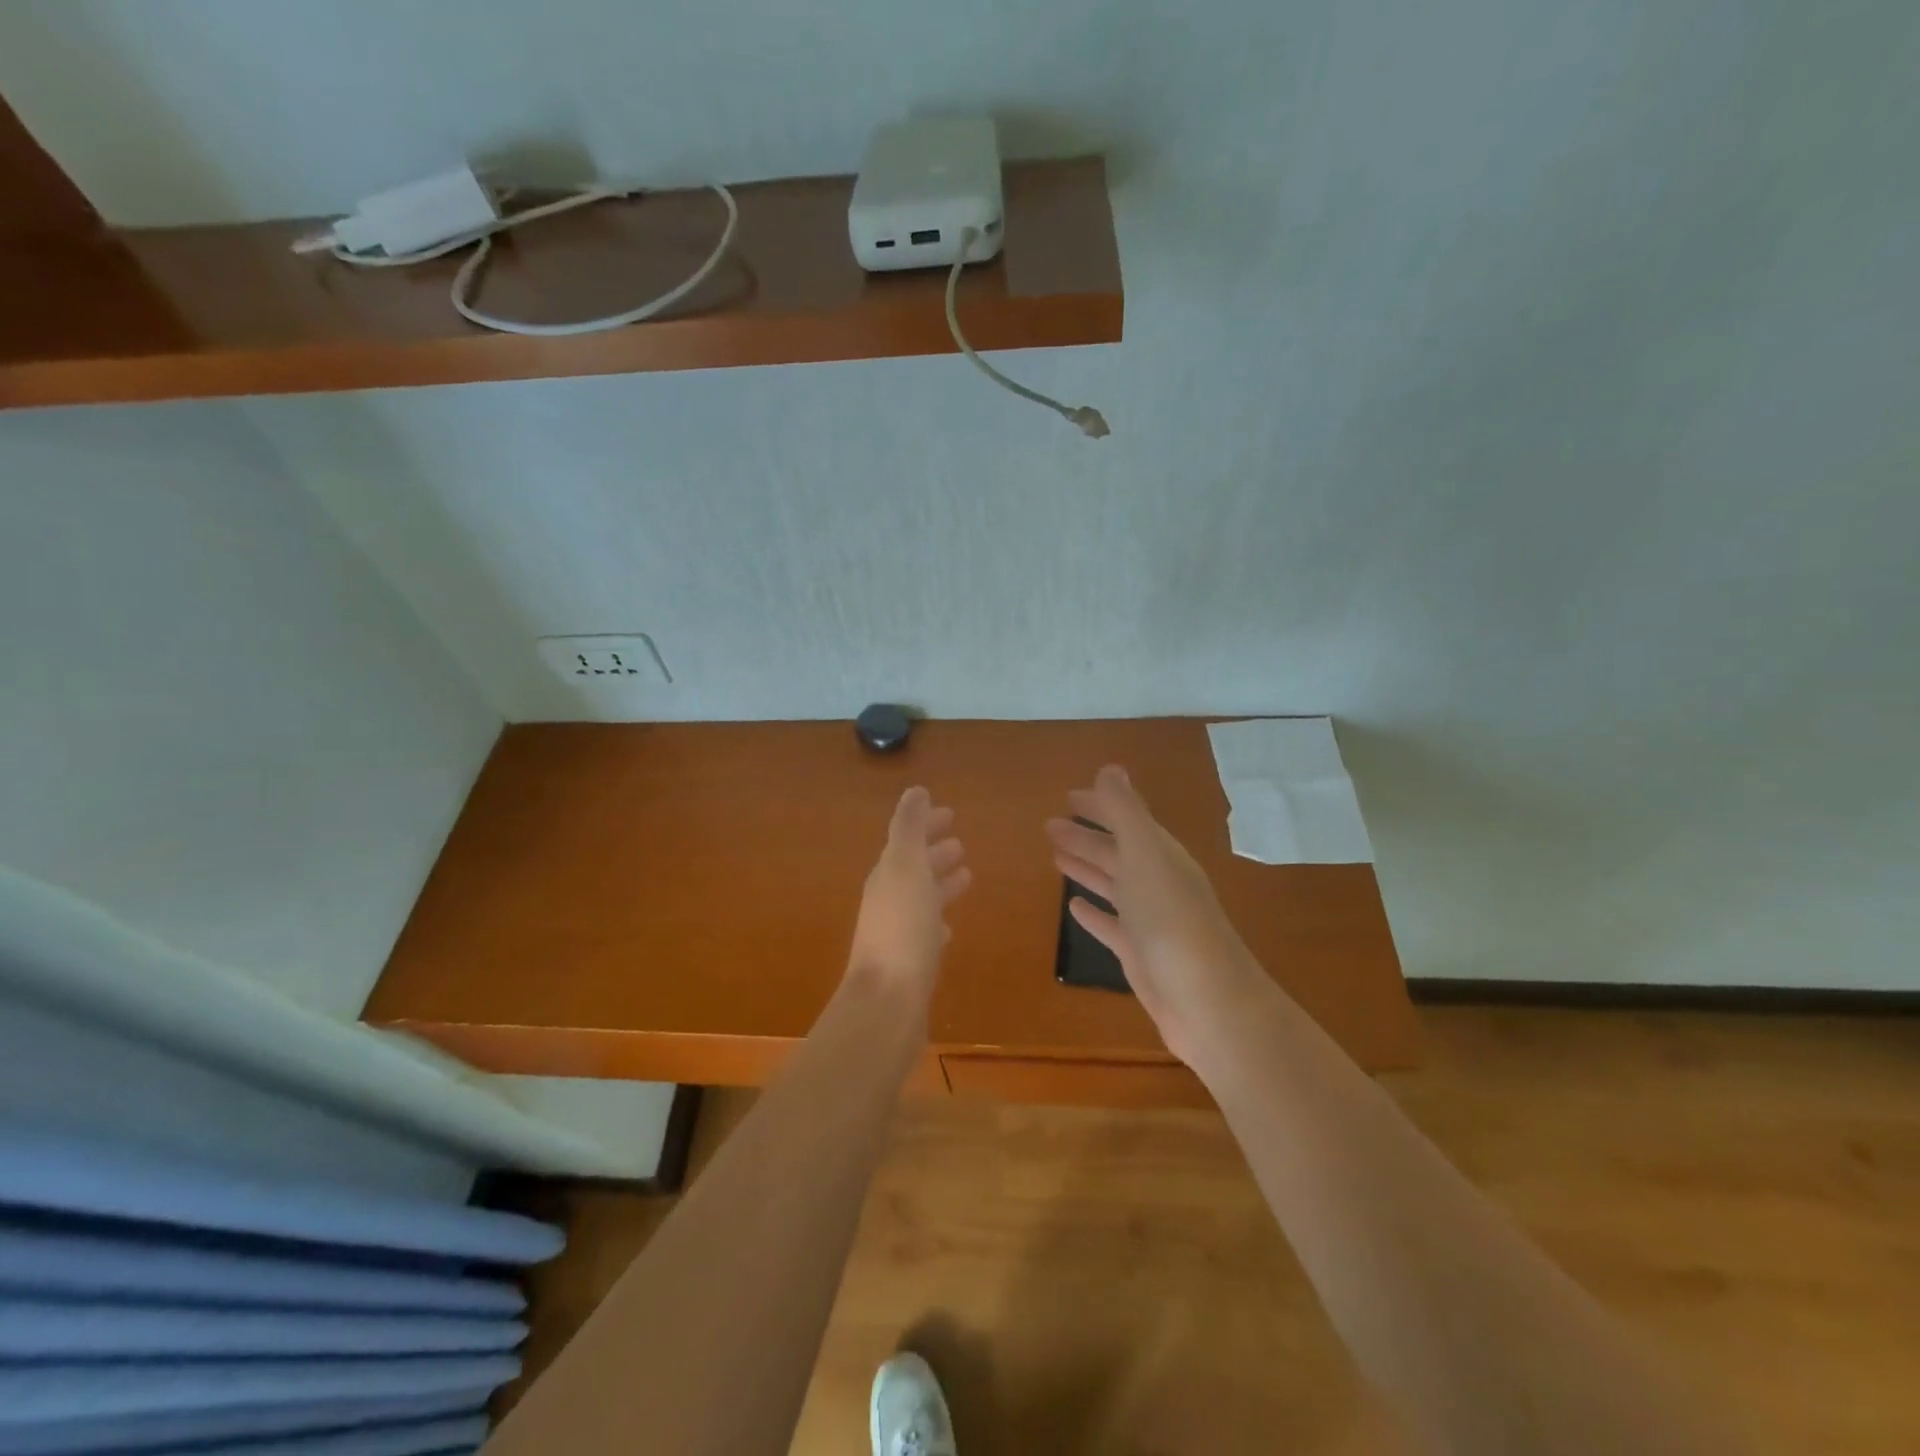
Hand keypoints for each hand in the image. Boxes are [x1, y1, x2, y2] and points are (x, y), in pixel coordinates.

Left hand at [848, 787, 971, 1001]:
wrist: (887, 1002)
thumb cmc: (902, 929)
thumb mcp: (906, 868)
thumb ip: (909, 828)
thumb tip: (915, 791)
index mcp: (888, 875)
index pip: (907, 840)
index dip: (926, 825)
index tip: (950, 814)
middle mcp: (889, 900)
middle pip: (914, 868)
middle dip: (935, 853)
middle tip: (960, 843)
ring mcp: (898, 932)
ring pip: (922, 898)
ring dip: (940, 883)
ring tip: (967, 875)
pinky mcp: (910, 962)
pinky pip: (926, 932)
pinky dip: (938, 921)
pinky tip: (948, 927)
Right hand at [1046, 766, 1266, 1065]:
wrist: (1207, 1002)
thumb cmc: (1171, 921)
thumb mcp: (1145, 855)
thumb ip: (1125, 812)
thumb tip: (1110, 768)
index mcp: (1160, 856)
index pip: (1127, 821)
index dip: (1099, 807)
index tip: (1067, 797)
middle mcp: (1157, 883)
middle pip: (1116, 852)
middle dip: (1085, 837)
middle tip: (1049, 827)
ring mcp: (1149, 921)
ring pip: (1112, 885)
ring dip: (1086, 868)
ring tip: (1055, 856)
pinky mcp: (1139, 955)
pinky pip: (1111, 925)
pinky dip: (1093, 912)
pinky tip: (1073, 906)